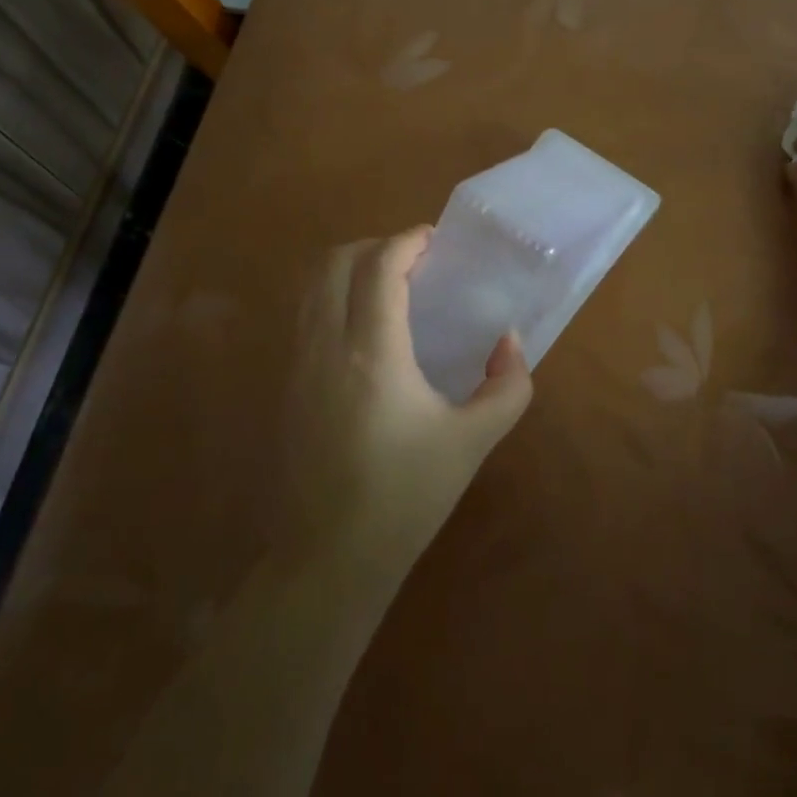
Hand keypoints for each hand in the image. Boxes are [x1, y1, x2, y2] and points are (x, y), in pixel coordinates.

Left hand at [285, 228, 533, 583]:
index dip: (407, 241)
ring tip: (388, 284)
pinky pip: (305, 313)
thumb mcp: (473, 442)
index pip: (379, 267)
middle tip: (414, 260)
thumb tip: (509, 343)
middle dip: (375, 245)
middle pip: (336, 262)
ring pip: (312, 285)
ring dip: (349, 267)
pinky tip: (363, 326)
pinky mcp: (287, 383)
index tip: (435, 239)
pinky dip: (332, 295)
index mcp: (372, 352)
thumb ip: (507, 386)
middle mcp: (326, 344)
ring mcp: (298, 363)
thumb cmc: (406, 497)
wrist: (329, 557)